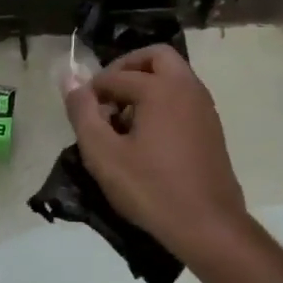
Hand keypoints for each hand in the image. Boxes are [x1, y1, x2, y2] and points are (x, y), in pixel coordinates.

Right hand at [63, 44, 249, 265]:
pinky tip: (147, 138)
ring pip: (173, 76)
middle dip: (126, 68)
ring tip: (123, 119)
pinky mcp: (212, 128)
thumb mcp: (103, 154)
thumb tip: (70, 80)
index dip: (92, 91)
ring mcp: (204, 107)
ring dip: (146, 84)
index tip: (80, 113)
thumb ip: (82, 113)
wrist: (208, 226)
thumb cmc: (150, 189)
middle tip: (106, 95)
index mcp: (161, 88)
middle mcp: (187, 87)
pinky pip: (184, 97)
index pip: (115, 76)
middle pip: (155, 57)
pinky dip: (163, 101)